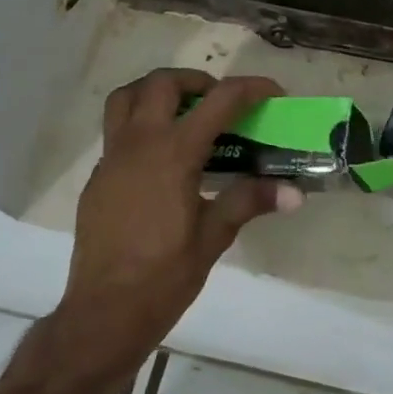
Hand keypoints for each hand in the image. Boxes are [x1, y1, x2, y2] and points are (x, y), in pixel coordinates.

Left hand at [60, 68, 298, 372]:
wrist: (104, 312)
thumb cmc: (164, 276)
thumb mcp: (214, 237)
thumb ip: (250, 202)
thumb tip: (294, 193)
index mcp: (173, 154)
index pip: (218, 101)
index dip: (250, 89)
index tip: (272, 93)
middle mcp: (138, 144)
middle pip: (161, 84)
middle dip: (196, 81)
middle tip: (219, 102)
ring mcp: (111, 159)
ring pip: (126, 98)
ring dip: (156, 92)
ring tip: (183, 114)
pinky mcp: (97, 178)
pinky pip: (116, 132)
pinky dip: (140, 126)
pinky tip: (161, 162)